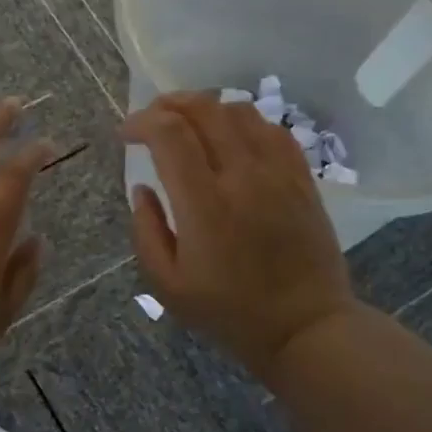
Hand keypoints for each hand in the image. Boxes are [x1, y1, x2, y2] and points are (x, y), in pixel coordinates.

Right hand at [122, 91, 357, 376]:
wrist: (305, 327)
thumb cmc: (230, 312)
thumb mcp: (168, 286)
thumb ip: (145, 231)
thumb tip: (141, 188)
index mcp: (205, 204)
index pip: (170, 133)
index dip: (141, 121)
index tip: (126, 135)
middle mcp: (243, 176)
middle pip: (204, 109)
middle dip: (168, 104)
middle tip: (151, 120)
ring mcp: (278, 172)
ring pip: (239, 110)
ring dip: (206, 109)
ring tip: (188, 125)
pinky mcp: (302, 177)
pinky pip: (272, 128)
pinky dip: (243, 122)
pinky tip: (231, 138)